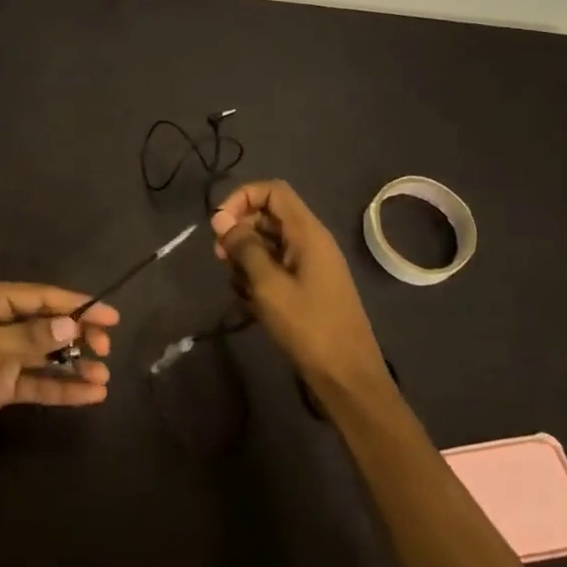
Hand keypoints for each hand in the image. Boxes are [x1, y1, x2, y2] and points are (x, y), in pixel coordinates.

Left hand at [0, 282, 116, 439]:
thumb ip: (28, 338)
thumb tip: (72, 326)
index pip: (44, 298)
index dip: (78, 306)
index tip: (112, 317)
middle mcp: (3, 324)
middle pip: (50, 325)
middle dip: (80, 335)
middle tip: (106, 350)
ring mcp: (3, 355)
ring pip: (48, 356)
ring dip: (75, 364)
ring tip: (104, 376)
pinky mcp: (1, 385)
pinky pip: (38, 384)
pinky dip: (62, 388)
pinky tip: (90, 395)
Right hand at [211, 180, 390, 399]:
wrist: (347, 376)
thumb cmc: (308, 326)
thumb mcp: (268, 284)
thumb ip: (244, 247)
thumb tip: (221, 218)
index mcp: (307, 233)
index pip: (272, 191)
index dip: (242, 198)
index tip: (219, 224)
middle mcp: (310, 241)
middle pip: (267, 216)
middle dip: (239, 231)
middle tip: (220, 258)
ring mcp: (310, 265)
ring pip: (267, 243)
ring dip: (245, 258)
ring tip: (238, 288)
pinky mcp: (306, 286)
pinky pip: (275, 267)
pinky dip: (257, 277)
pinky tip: (250, 303)